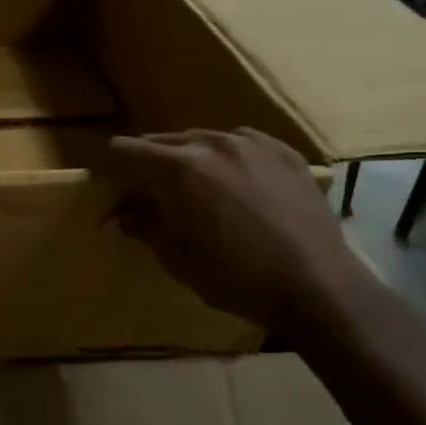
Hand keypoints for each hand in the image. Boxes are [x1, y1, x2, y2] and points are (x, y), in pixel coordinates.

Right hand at [107, 129, 363, 330]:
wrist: (317, 285)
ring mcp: (255, 145)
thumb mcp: (179, 258)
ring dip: (191, 156)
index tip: (109, 174)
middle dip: (152, 160)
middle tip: (146, 186)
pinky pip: (245, 143)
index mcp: (180, 168)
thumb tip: (112, 220)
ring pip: (207, 139)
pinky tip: (234, 178)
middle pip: (168, 141)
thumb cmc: (236, 277)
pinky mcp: (286, 154)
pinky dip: (229, 156)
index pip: (132, 150)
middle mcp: (214, 144)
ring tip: (192, 182)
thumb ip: (145, 228)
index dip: (115, 161)